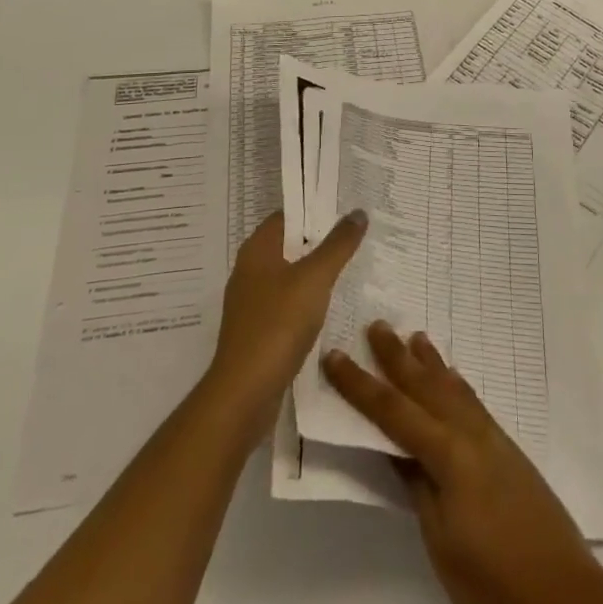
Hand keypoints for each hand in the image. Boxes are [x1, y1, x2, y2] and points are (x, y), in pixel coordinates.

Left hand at [207, 209, 365, 436]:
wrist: (244, 394)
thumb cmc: (278, 324)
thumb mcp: (315, 278)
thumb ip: (338, 245)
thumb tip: (358, 212)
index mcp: (257, 249)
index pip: (288, 215)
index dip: (316, 209)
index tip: (346, 209)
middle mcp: (250, 270)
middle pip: (290, 244)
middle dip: (320, 241)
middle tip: (356, 237)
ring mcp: (252, 302)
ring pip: (290, 275)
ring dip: (315, 273)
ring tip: (350, 269)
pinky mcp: (258, 331)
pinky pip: (287, 303)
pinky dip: (307, 300)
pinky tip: (331, 307)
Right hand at [323, 322, 602, 603]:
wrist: (561, 592)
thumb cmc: (490, 576)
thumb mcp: (440, 539)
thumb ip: (417, 486)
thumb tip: (395, 448)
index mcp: (447, 453)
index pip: (392, 411)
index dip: (360, 385)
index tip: (335, 356)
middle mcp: (469, 432)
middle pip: (425, 386)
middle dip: (396, 357)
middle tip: (375, 325)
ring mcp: (491, 437)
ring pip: (452, 388)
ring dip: (430, 363)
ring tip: (414, 337)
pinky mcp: (506, 448)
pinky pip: (472, 402)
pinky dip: (455, 383)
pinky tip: (452, 380)